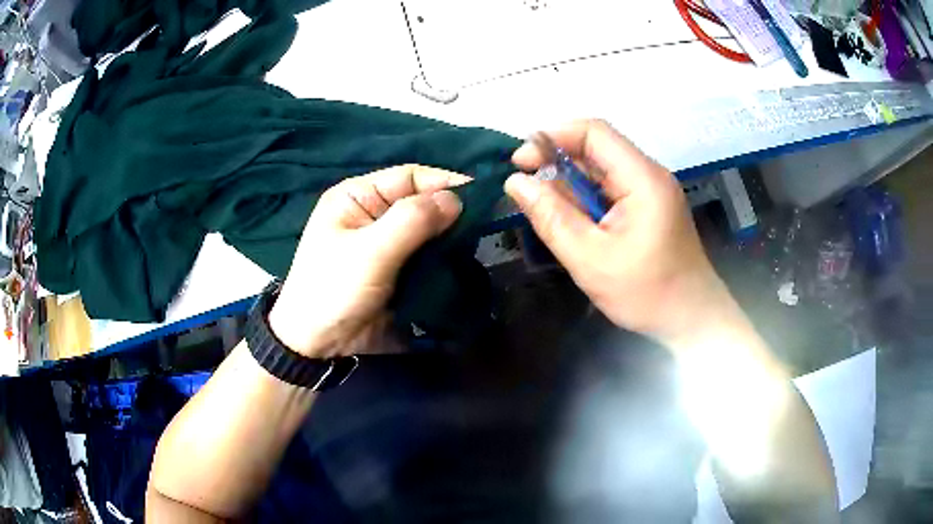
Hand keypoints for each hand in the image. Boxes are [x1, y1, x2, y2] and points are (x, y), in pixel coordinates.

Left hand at [268, 165, 467, 357]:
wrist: (317, 345)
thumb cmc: (334, 289)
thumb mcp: (370, 251)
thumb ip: (413, 220)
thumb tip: (456, 199)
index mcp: (358, 197)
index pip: (410, 176)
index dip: (445, 182)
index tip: (482, 197)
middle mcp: (374, 215)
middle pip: (422, 203)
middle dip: (452, 214)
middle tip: (486, 228)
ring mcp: (387, 245)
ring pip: (429, 232)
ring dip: (451, 240)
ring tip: (479, 249)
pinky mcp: (397, 272)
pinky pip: (428, 259)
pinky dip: (446, 262)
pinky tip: (464, 267)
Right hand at [506, 120, 737, 351]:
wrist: (692, 319)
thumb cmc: (647, 294)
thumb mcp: (591, 260)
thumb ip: (552, 218)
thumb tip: (516, 182)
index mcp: (643, 178)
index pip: (594, 132)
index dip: (552, 137)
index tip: (521, 163)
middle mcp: (649, 174)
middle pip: (597, 148)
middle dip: (558, 163)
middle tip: (528, 191)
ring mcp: (652, 190)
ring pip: (602, 170)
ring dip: (570, 184)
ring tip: (549, 214)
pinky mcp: (650, 206)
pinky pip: (611, 189)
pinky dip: (586, 199)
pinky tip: (575, 224)